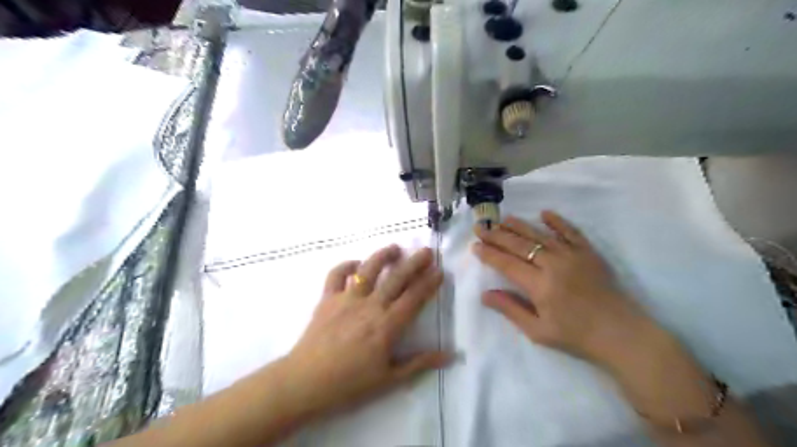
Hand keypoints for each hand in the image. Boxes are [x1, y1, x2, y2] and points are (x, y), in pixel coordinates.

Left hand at [285, 246, 446, 416]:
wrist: (306, 381)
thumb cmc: (350, 383)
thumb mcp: (390, 379)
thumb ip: (420, 363)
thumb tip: (450, 356)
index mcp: (387, 325)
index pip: (414, 298)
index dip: (429, 283)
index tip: (439, 271)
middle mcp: (370, 305)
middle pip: (396, 278)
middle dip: (414, 262)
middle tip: (427, 251)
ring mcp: (347, 299)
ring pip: (368, 269)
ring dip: (383, 255)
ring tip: (395, 248)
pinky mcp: (327, 298)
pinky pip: (336, 274)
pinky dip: (346, 265)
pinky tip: (355, 264)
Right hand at [472, 211, 653, 368]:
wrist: (621, 334)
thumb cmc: (576, 336)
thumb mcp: (538, 331)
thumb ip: (511, 309)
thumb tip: (485, 294)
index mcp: (540, 285)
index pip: (507, 264)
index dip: (489, 254)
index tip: (475, 245)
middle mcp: (553, 265)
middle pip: (519, 245)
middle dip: (497, 235)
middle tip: (481, 227)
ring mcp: (573, 256)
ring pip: (540, 235)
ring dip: (520, 225)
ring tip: (504, 219)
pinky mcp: (589, 253)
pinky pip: (571, 232)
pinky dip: (557, 221)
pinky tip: (544, 213)